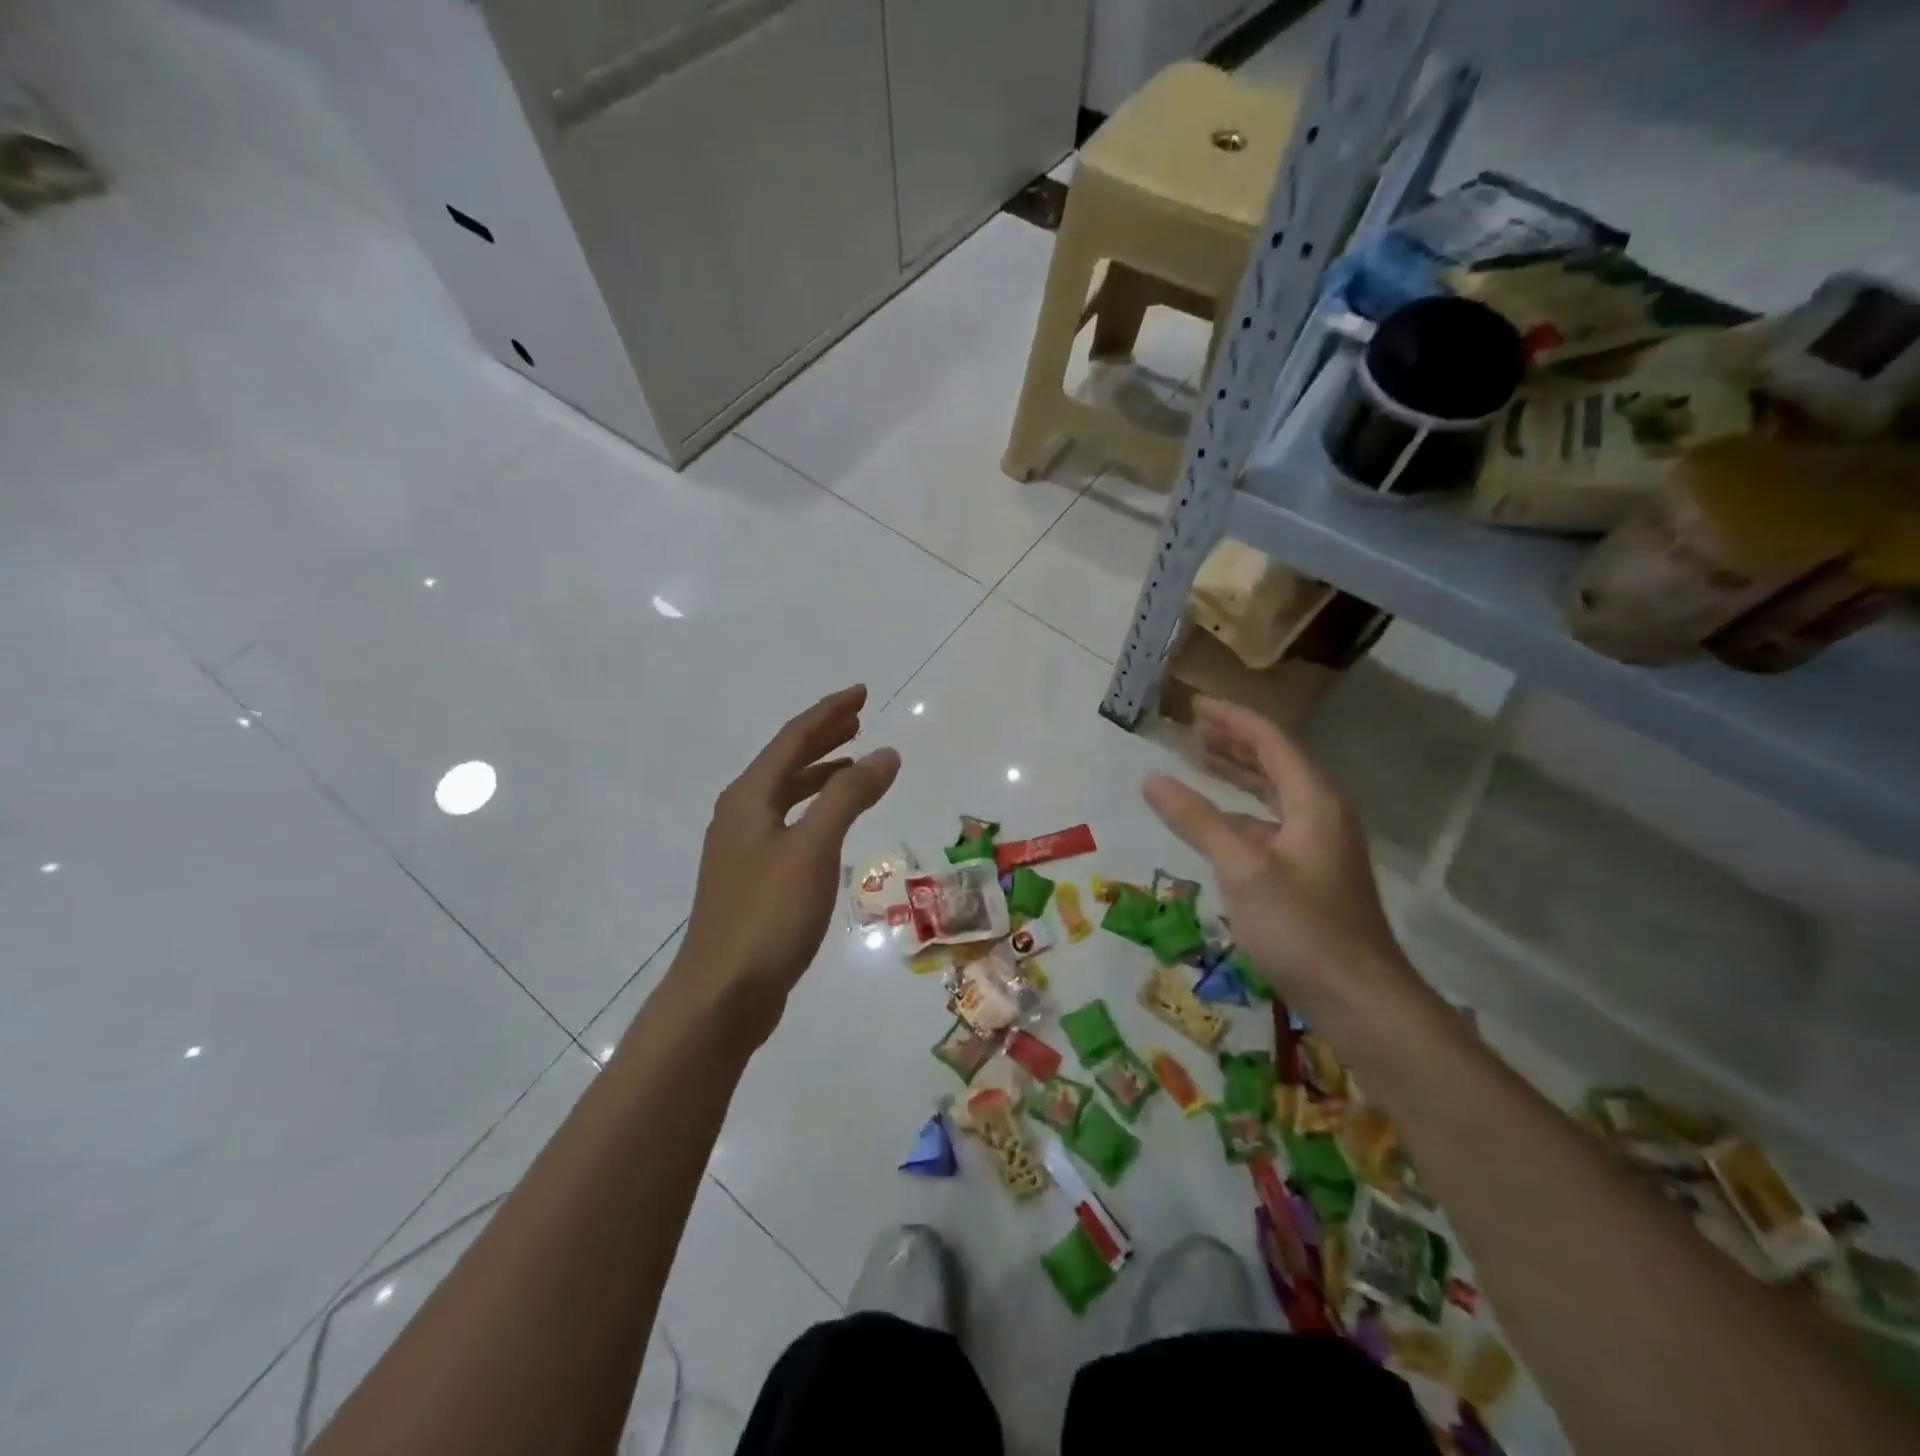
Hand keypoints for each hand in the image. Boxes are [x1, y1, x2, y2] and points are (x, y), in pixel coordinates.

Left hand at [670, 685, 899, 1047]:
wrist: (721, 995)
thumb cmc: (768, 915)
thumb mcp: (813, 848)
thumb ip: (849, 796)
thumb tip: (885, 753)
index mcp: (749, 798)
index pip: (793, 739)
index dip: (829, 713)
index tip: (862, 693)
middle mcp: (741, 815)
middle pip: (787, 762)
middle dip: (824, 737)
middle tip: (859, 719)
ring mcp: (743, 849)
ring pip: (788, 795)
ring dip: (820, 774)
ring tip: (854, 764)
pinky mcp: (753, 880)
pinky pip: (790, 825)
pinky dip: (816, 810)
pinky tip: (834, 824)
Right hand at [1141, 696, 1410, 1020]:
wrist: (1360, 999)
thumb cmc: (1302, 927)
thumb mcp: (1242, 868)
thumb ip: (1197, 819)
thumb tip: (1151, 778)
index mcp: (1314, 800)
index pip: (1271, 740)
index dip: (1232, 719)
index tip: (1194, 704)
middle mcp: (1321, 813)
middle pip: (1276, 761)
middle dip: (1235, 741)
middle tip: (1193, 726)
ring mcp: (1319, 844)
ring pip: (1274, 793)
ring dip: (1239, 773)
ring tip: (1202, 758)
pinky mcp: (1311, 873)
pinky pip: (1271, 822)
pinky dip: (1242, 811)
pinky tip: (1219, 820)